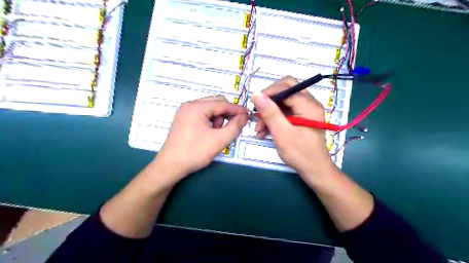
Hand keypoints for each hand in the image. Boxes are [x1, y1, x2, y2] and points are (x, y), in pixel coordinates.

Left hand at [155, 96, 248, 183]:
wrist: (170, 167)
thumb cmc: (194, 153)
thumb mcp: (219, 140)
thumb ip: (235, 127)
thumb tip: (245, 116)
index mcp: (196, 107)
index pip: (222, 103)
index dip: (237, 109)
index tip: (249, 115)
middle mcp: (190, 105)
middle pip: (215, 103)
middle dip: (227, 113)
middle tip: (235, 125)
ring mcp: (185, 112)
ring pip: (209, 109)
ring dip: (218, 118)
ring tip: (218, 133)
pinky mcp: (184, 119)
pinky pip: (202, 115)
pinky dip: (210, 121)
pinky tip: (210, 133)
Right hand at [251, 76, 334, 177]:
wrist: (314, 171)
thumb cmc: (300, 153)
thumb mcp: (282, 133)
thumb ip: (270, 113)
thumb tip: (256, 94)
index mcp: (308, 105)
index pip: (286, 87)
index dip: (269, 93)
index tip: (255, 104)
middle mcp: (309, 103)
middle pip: (285, 91)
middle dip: (269, 102)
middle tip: (257, 114)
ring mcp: (305, 111)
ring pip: (283, 103)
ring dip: (269, 113)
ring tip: (258, 130)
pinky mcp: (301, 118)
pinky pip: (284, 112)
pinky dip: (274, 119)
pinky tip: (264, 131)